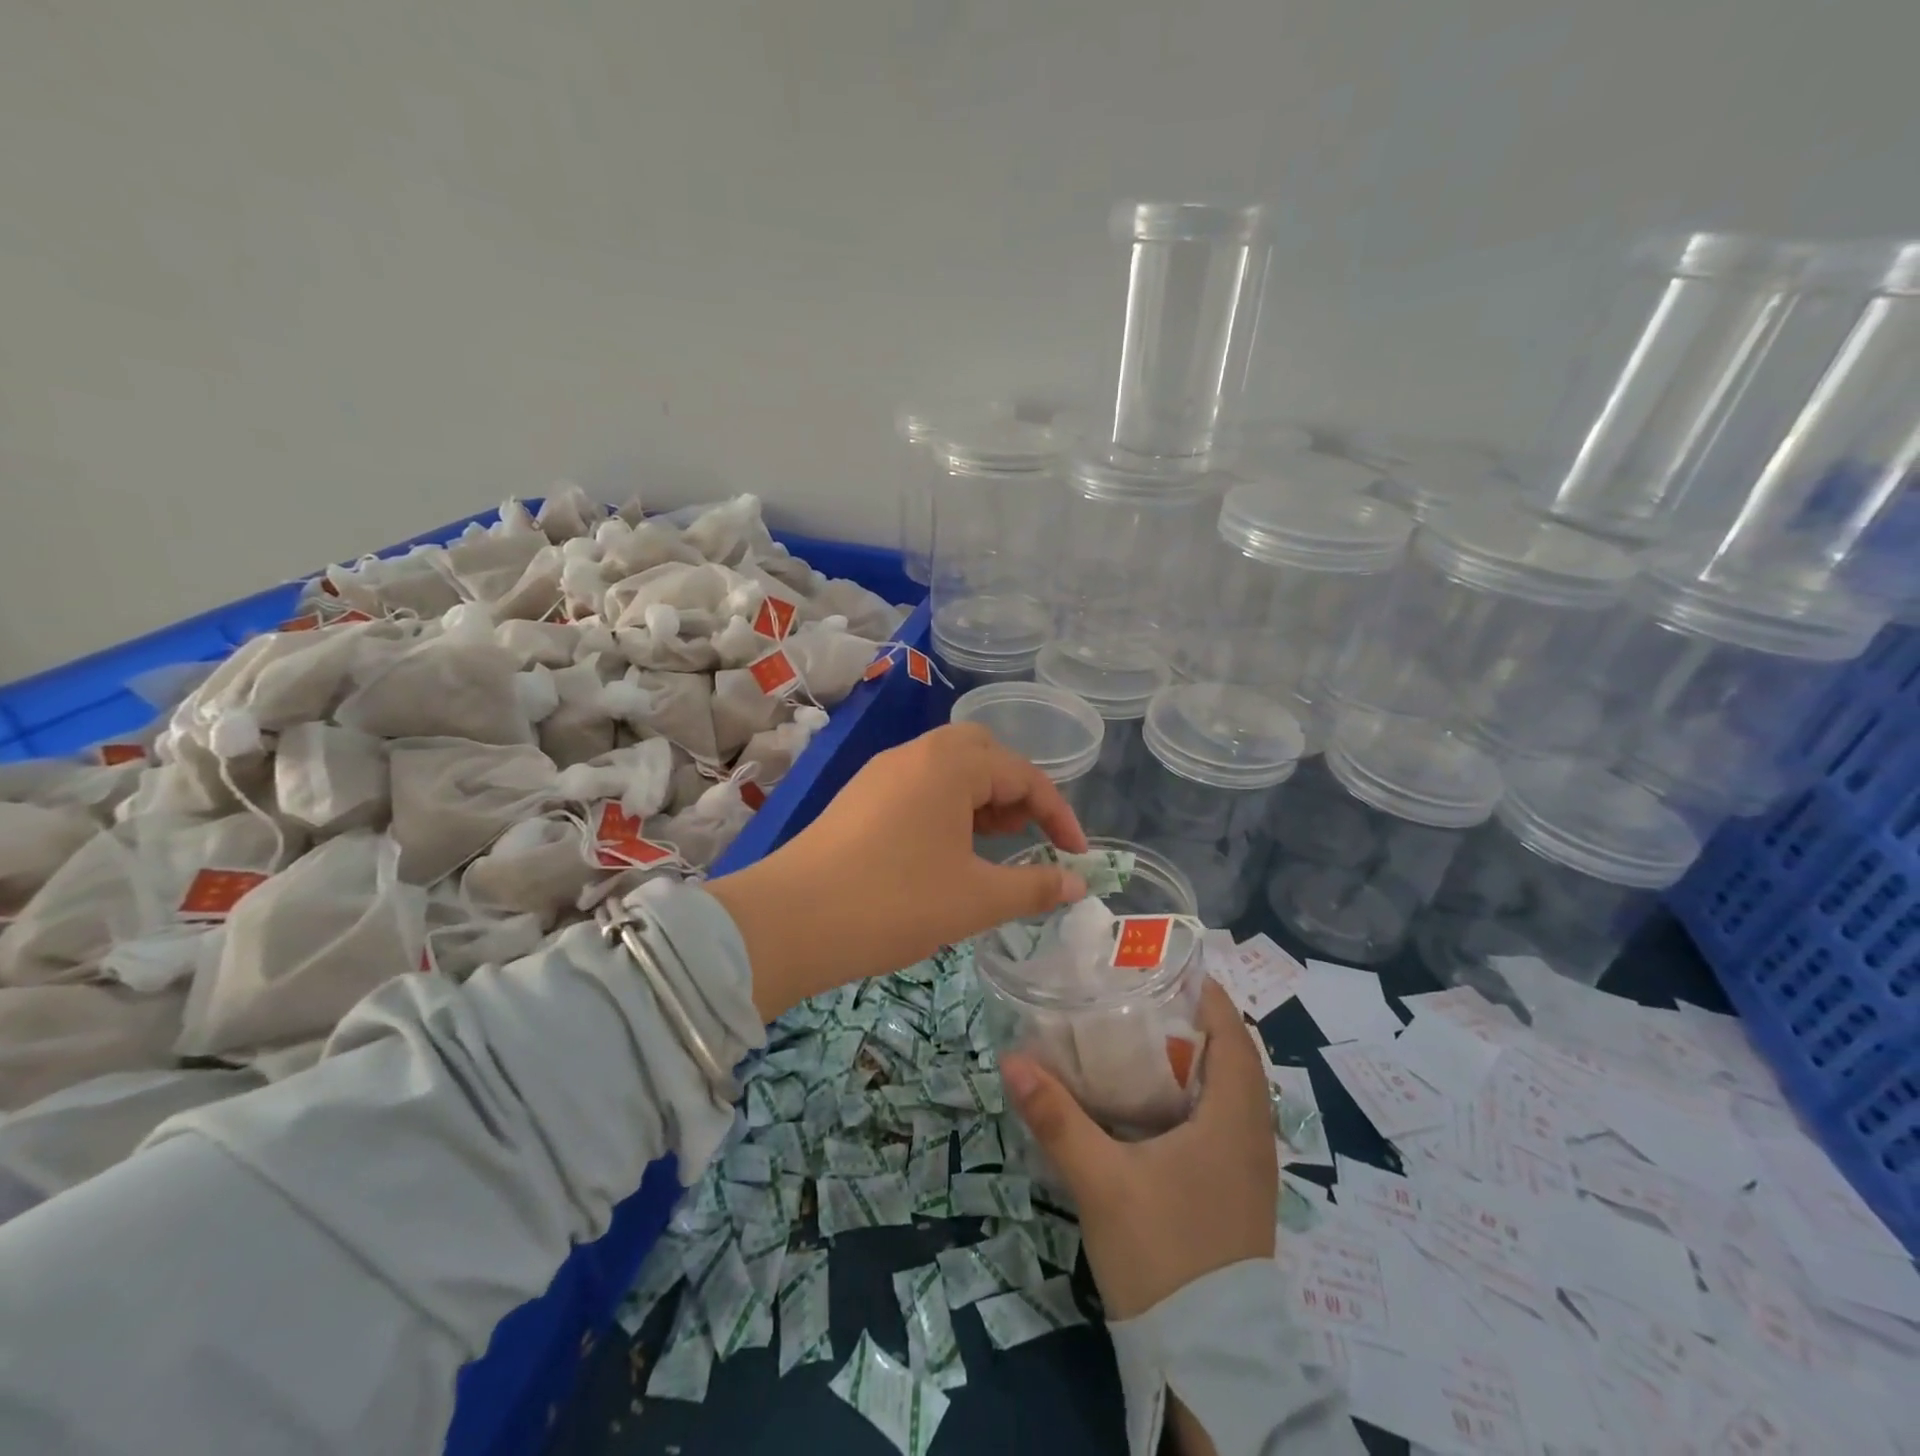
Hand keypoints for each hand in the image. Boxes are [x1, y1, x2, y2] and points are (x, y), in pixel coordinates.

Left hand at [708, 722, 1088, 1019]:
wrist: (789, 921)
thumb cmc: (895, 902)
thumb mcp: (975, 899)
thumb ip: (1033, 887)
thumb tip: (1077, 884)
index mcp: (950, 764)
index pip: (1023, 775)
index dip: (1058, 814)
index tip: (1076, 855)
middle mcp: (915, 754)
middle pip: (982, 754)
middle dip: (1014, 791)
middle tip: (1023, 834)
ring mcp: (880, 772)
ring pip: (947, 768)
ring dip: (978, 797)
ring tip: (989, 844)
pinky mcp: (858, 796)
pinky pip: (917, 786)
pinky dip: (945, 806)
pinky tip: (944, 851)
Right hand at [1001, 980, 1275, 1319]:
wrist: (1208, 1361)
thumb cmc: (1164, 1254)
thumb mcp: (1102, 1181)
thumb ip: (1057, 1118)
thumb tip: (1013, 1060)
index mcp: (1234, 1116)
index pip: (1232, 1030)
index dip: (1202, 993)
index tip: (1158, 968)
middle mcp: (1252, 1133)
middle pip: (1229, 1055)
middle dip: (1187, 1021)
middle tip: (1134, 999)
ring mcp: (1248, 1167)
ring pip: (1225, 1090)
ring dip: (1190, 1060)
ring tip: (1135, 1039)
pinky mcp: (1236, 1192)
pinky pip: (1220, 1121)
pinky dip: (1191, 1096)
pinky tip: (1147, 1105)